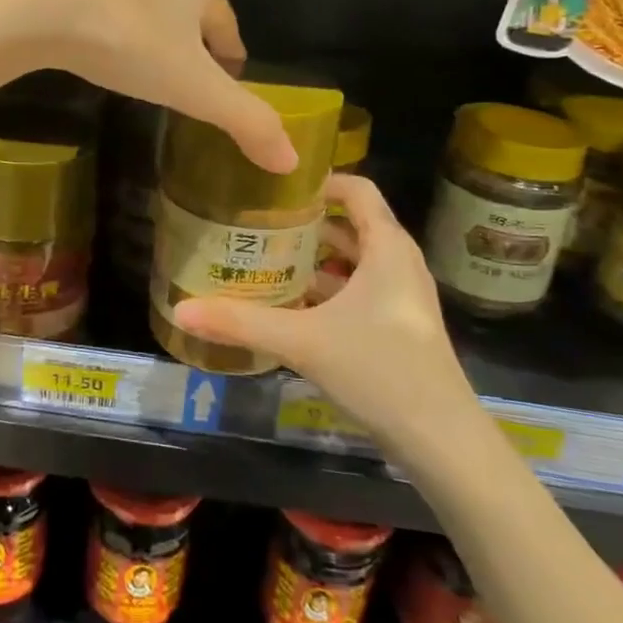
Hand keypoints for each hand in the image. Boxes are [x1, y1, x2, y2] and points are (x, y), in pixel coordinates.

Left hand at [13, 0, 296, 173]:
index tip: (224, 96)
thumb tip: (291, 161)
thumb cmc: (132, 42)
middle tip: (188, 95)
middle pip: (193, 22)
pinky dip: (120, 43)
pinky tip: (109, 63)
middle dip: (194, 56)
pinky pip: (116, 21)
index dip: (231, 66)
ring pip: (153, 20)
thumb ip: (244, 121)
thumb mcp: (195, 88)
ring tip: (150, 84)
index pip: (230, 31)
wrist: (43, 11)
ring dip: (156, 48)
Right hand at [174, 174, 481, 448]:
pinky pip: (357, 291)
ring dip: (314, 258)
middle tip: (256, 221)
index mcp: (388, 247)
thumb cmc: (380, 371)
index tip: (275, 186)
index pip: (357, 189)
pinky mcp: (397, 326)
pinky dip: (326, 289)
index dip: (319, 181)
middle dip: (305, 222)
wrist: (441, 441)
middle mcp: (399, 263)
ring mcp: (401, 297)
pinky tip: (289, 306)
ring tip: (266, 258)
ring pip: (353, 261)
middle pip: (350, 224)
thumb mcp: (303, 341)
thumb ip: (241, 323)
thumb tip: (180, 310)